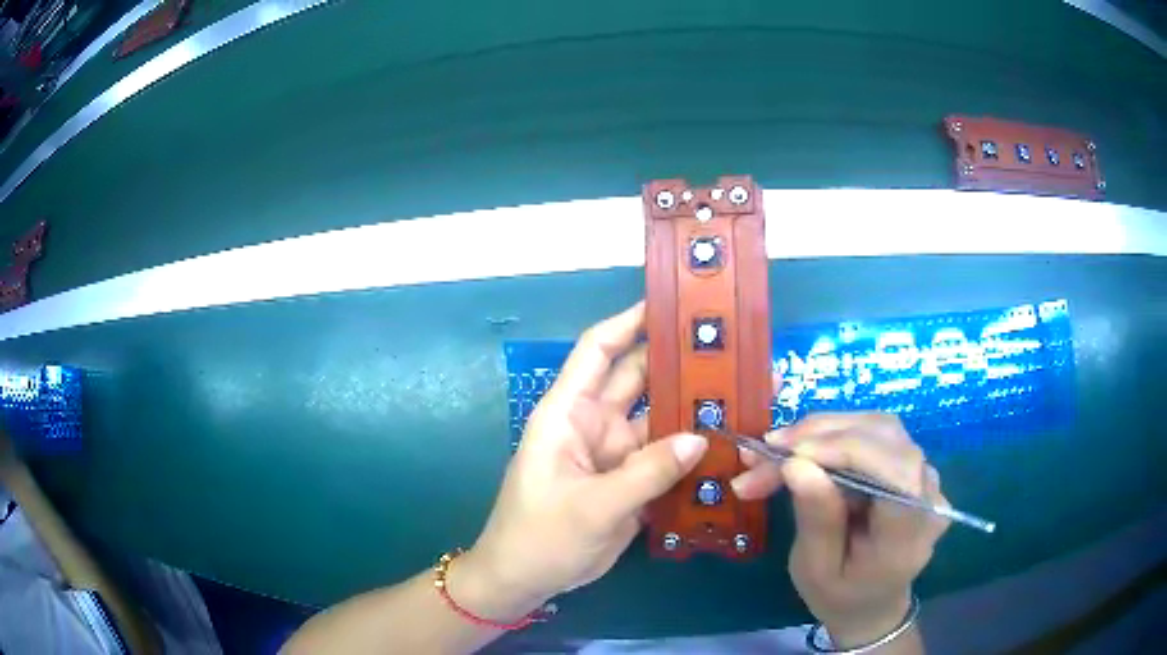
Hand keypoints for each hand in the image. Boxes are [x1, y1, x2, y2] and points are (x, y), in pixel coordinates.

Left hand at [459, 302, 707, 616]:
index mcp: (569, 413)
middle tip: (731, 348)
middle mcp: (596, 424)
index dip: (629, 322)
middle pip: (640, 379)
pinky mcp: (632, 482)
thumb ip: (646, 473)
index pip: (598, 351)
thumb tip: (702, 437)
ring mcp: (617, 454)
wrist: (526, 581)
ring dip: (694, 408)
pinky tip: (730, 443)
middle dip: (679, 362)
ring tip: (744, 392)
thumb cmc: (539, 536)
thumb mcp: (591, 507)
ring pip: (661, 419)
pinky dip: (694, 452)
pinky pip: (667, 458)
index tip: (672, 303)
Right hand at [731, 413, 949, 646]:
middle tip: (765, 451)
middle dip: (821, 435)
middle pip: (885, 438)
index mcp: (909, 535)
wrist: (872, 604)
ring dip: (822, 431)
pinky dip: (833, 435)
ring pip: (878, 427)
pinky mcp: (912, 467)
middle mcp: (928, 496)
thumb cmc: (840, 596)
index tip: (789, 454)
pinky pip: (875, 435)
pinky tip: (801, 448)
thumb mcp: (816, 572)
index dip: (846, 449)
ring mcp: (925, 477)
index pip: (895, 472)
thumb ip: (815, 520)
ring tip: (776, 448)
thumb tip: (796, 464)